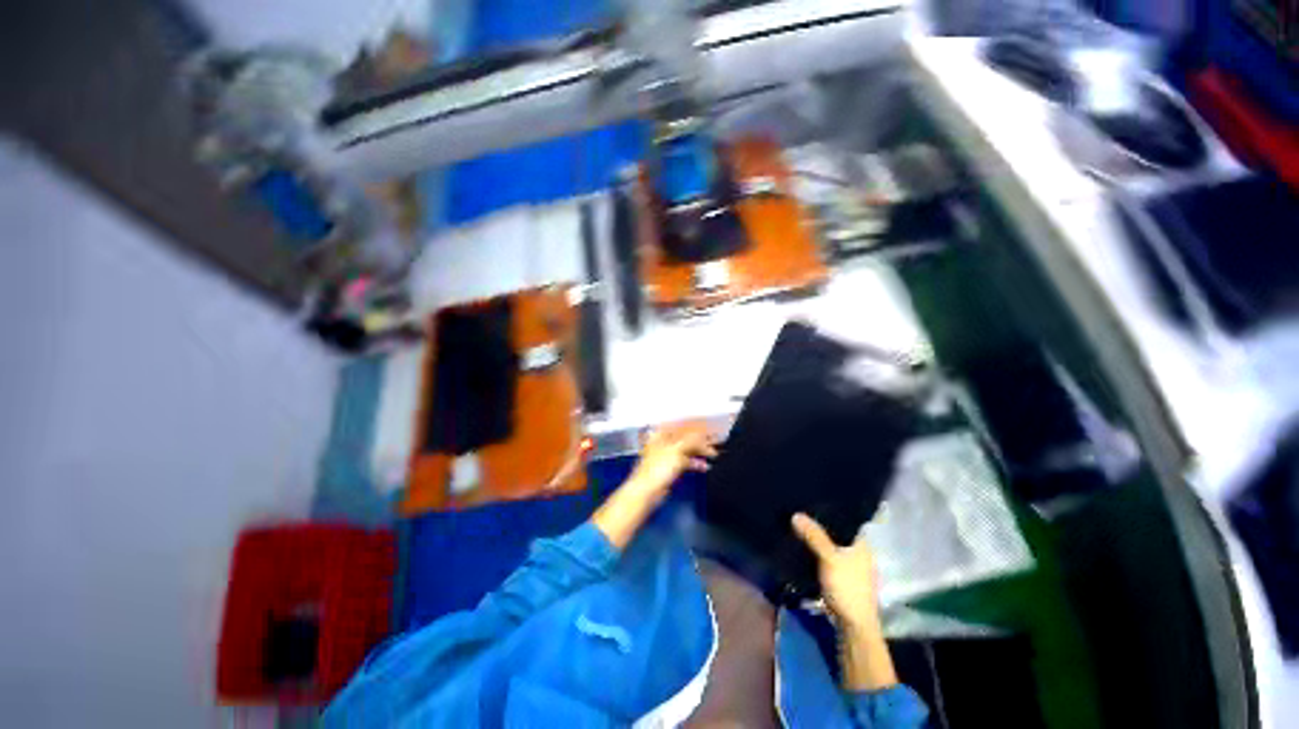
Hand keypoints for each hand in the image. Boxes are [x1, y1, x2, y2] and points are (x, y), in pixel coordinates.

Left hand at [626, 422, 717, 502]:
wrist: (647, 492)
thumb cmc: (656, 470)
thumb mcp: (677, 450)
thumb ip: (691, 440)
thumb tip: (703, 432)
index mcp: (662, 433)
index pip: (683, 424)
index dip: (698, 424)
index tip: (711, 426)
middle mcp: (664, 441)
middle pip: (686, 436)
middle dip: (701, 438)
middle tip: (715, 440)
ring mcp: (667, 454)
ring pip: (687, 448)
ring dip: (700, 450)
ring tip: (713, 453)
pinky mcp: (670, 467)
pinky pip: (686, 461)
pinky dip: (695, 462)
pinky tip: (704, 466)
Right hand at [793, 512, 896, 690]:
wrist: (854, 626)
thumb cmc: (847, 588)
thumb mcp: (829, 558)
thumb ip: (814, 536)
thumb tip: (796, 514)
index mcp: (862, 544)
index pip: (848, 519)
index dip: (832, 510)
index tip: (814, 500)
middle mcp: (859, 552)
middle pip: (838, 532)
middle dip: (821, 524)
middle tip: (801, 510)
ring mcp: (851, 566)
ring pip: (832, 545)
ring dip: (818, 538)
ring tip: (799, 525)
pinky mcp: (842, 578)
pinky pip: (827, 557)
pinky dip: (817, 551)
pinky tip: (804, 546)